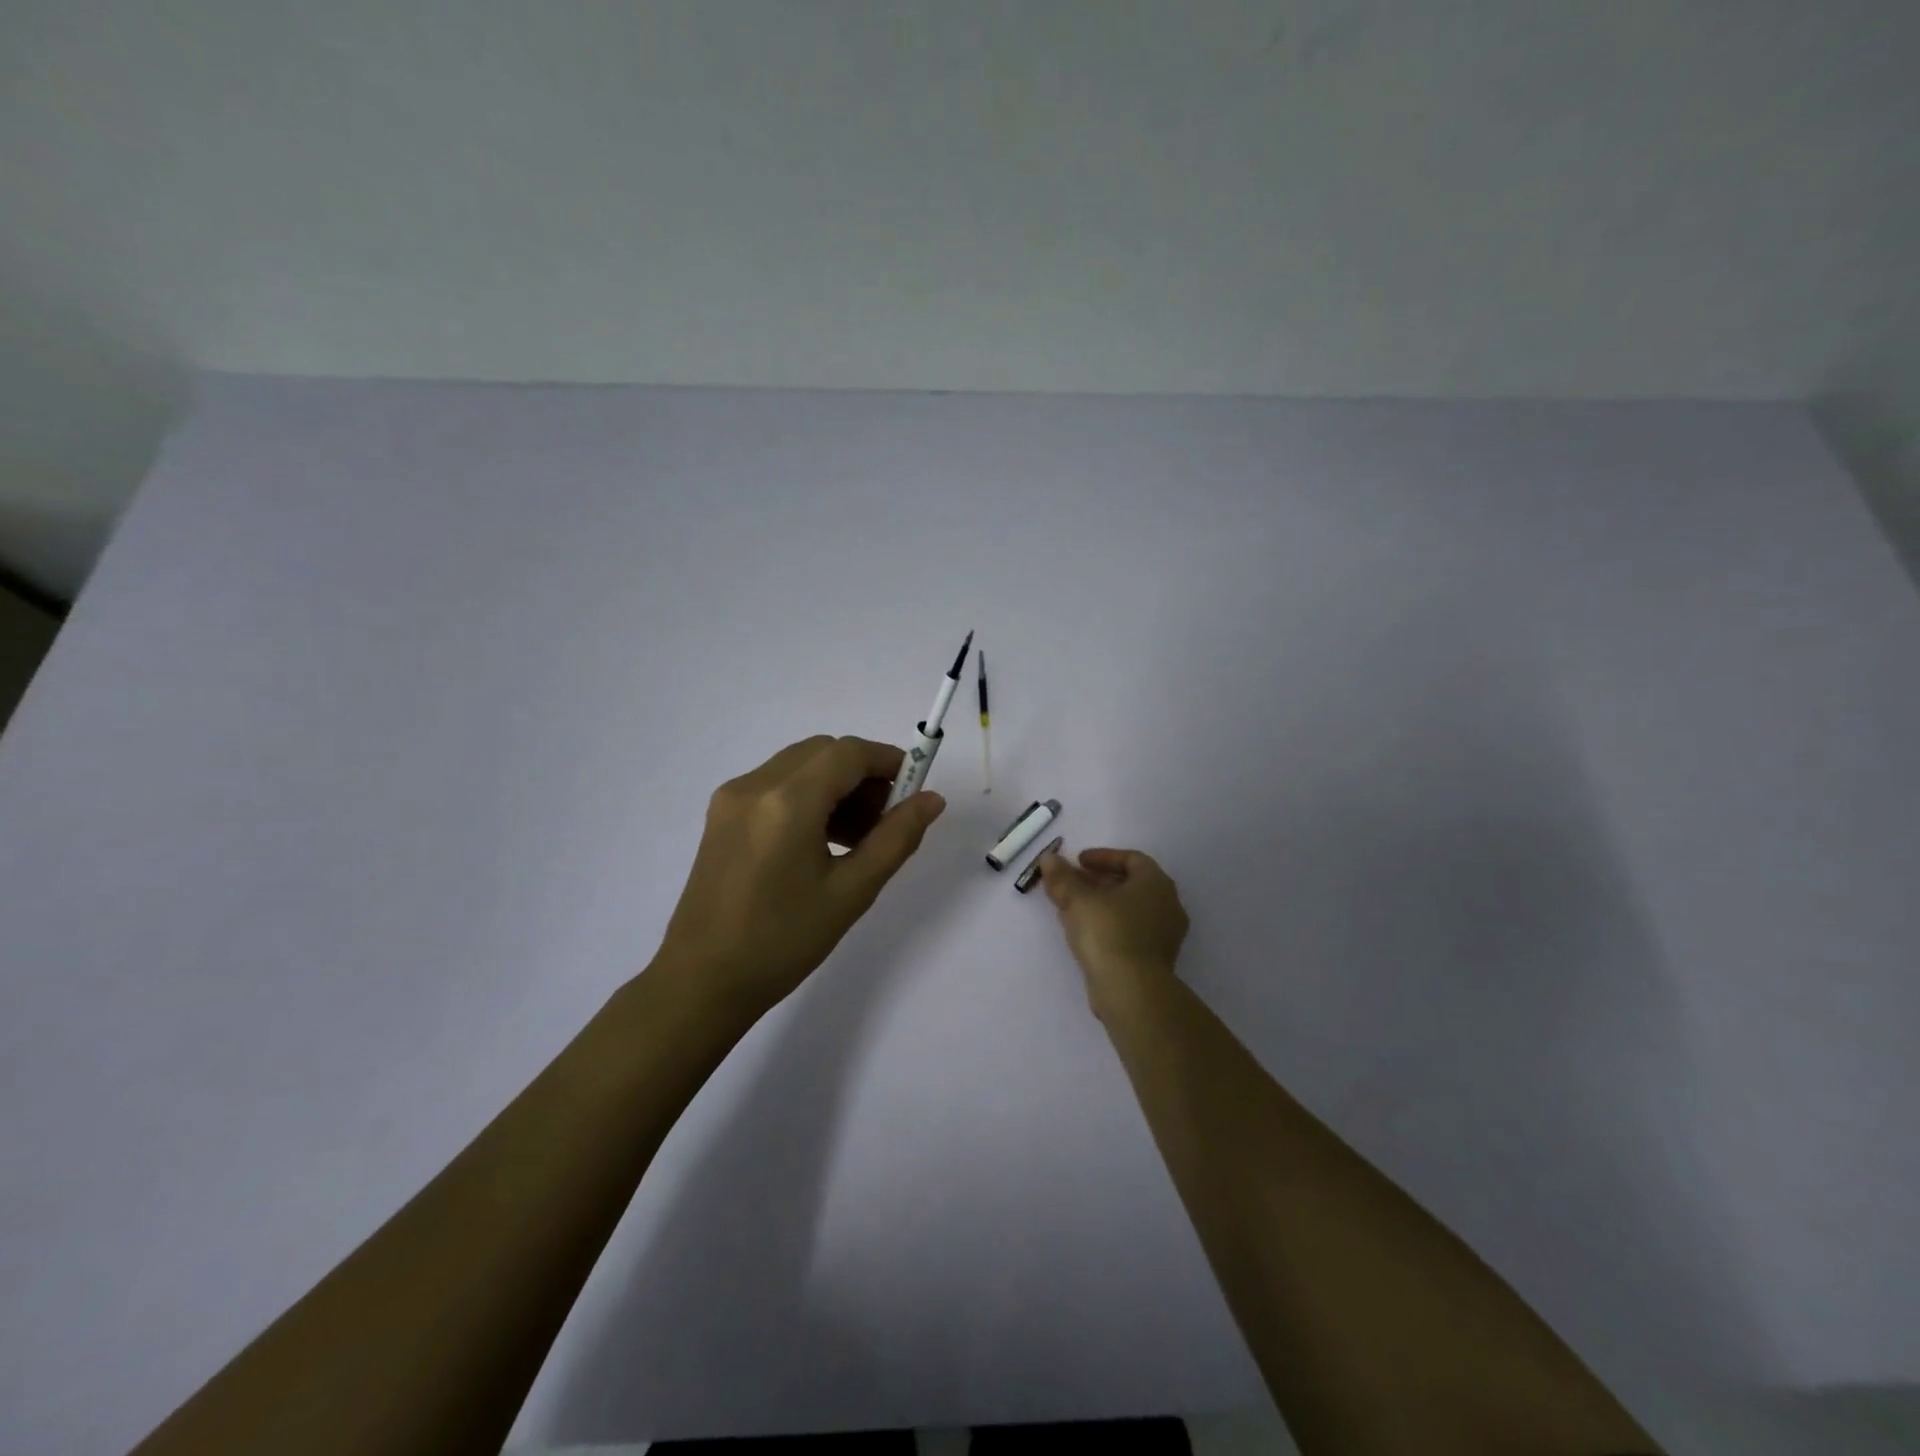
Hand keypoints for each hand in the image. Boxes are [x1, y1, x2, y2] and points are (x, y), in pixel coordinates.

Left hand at [656, 735, 946, 1013]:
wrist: (703, 981)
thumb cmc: (783, 941)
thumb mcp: (851, 892)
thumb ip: (897, 838)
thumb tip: (932, 799)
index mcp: (788, 802)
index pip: (848, 753)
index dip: (888, 760)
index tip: (914, 788)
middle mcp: (755, 785)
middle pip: (822, 752)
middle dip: (862, 774)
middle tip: (886, 819)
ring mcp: (732, 798)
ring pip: (799, 766)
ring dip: (836, 785)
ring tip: (858, 837)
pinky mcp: (721, 814)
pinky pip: (776, 785)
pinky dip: (808, 796)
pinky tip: (822, 841)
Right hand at [1037, 846, 1188, 1016]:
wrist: (1131, 990)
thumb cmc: (1108, 932)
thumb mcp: (1078, 899)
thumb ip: (1062, 877)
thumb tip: (1049, 858)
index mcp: (1156, 883)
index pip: (1132, 859)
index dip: (1103, 857)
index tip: (1078, 862)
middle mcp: (1167, 905)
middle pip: (1129, 885)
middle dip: (1097, 882)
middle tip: (1071, 884)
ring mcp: (1164, 936)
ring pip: (1128, 911)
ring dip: (1099, 905)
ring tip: (1070, 908)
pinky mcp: (1154, 960)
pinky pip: (1129, 932)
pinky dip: (1107, 926)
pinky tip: (1082, 933)